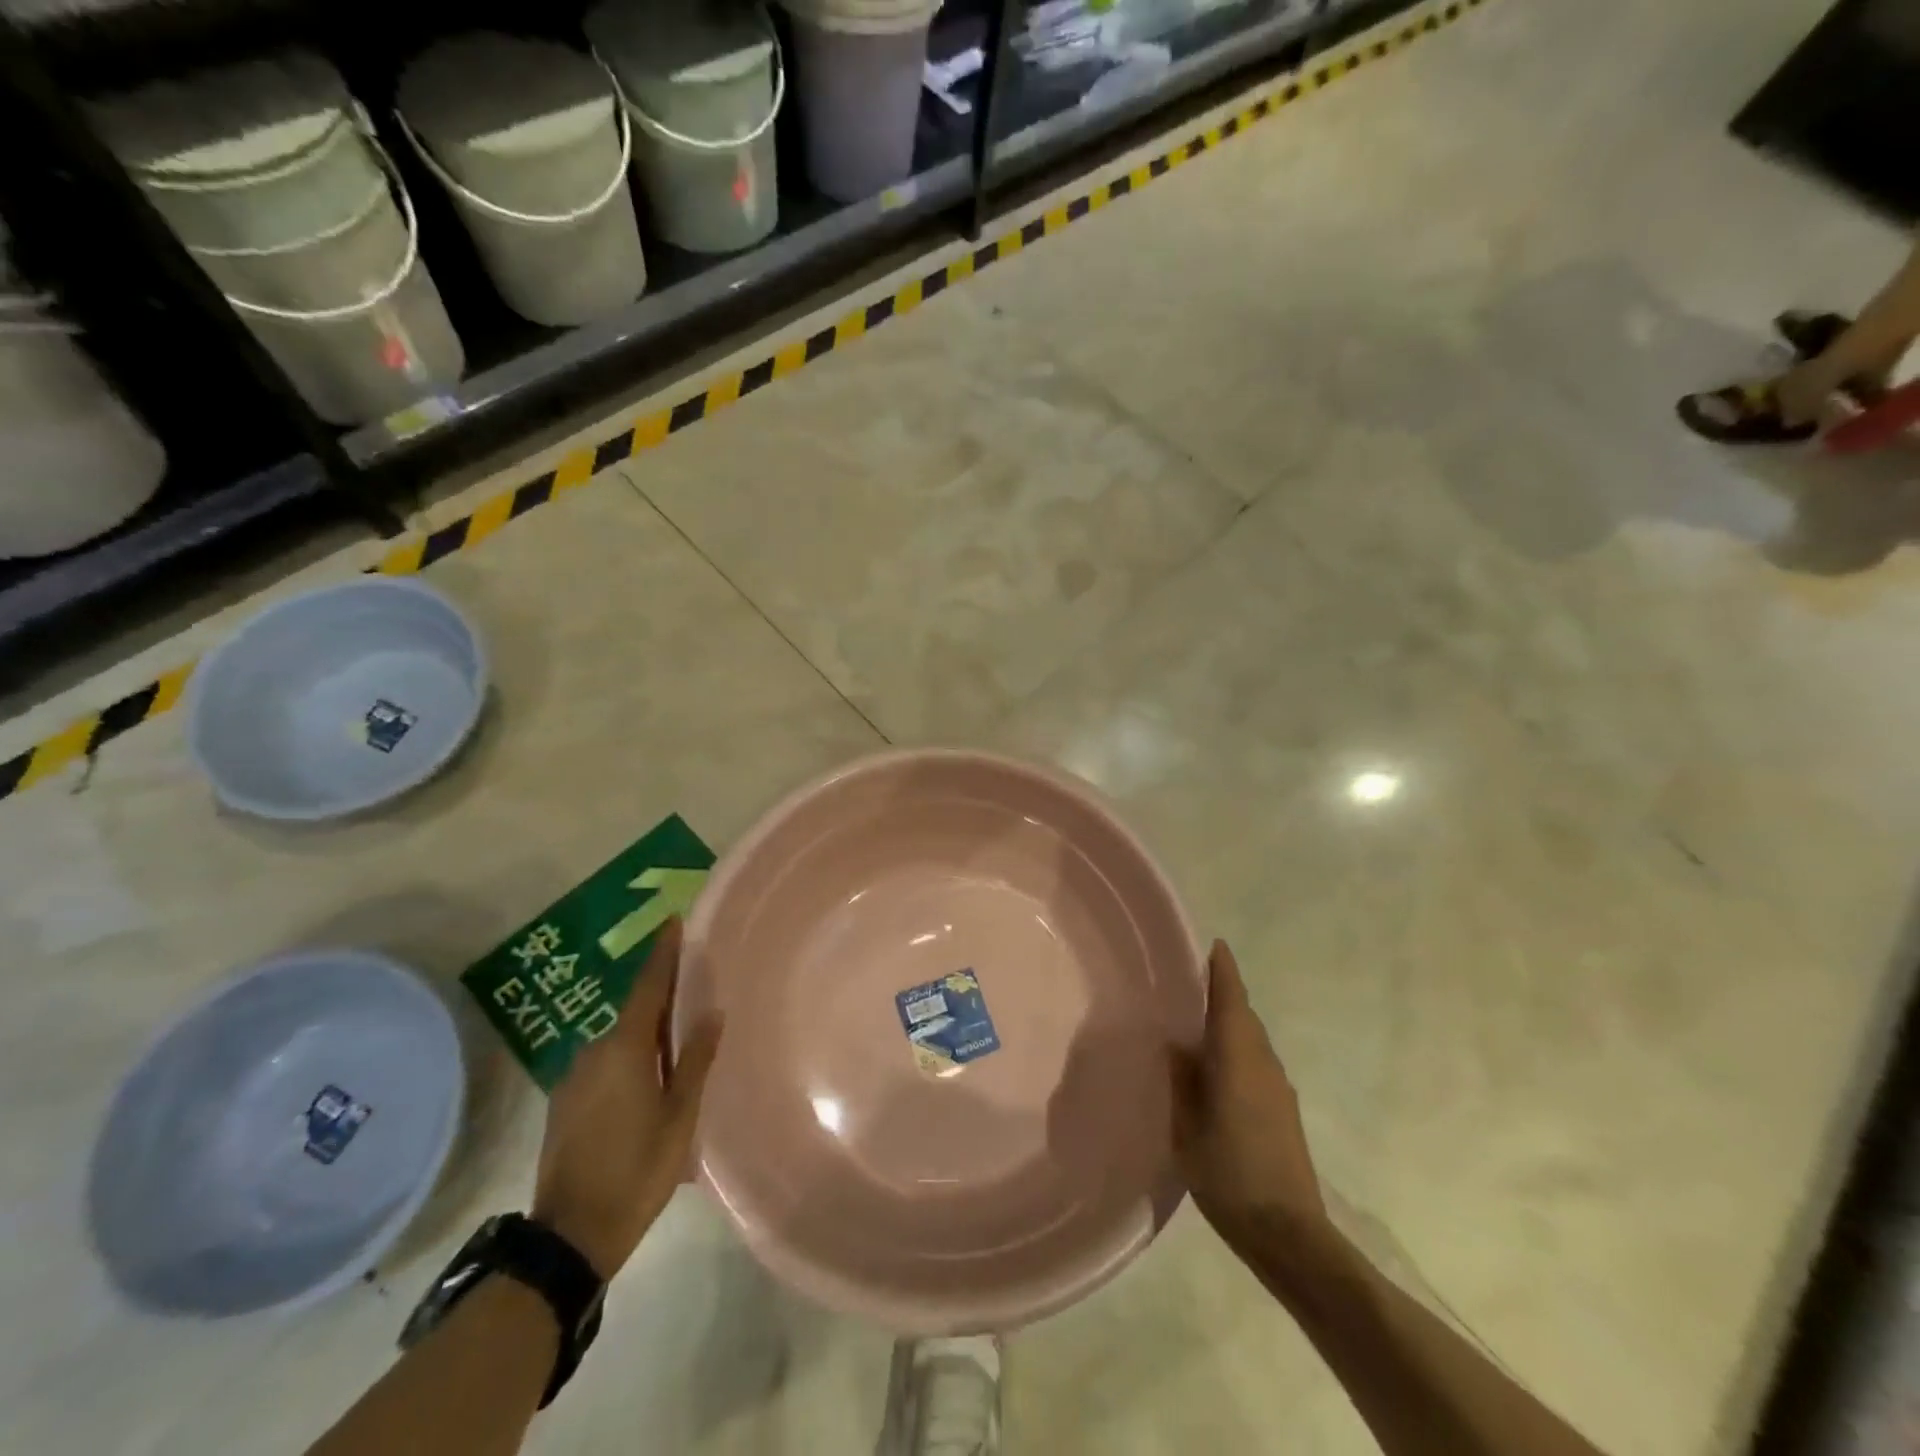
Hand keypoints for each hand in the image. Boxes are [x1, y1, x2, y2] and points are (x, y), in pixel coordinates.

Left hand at [531, 919, 722, 1279]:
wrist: (569, 1236)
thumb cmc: (637, 1170)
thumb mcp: (680, 1116)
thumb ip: (696, 1060)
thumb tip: (712, 1013)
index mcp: (625, 1049)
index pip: (648, 986)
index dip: (662, 953)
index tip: (673, 921)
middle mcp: (593, 1052)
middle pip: (635, 1013)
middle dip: (662, 1002)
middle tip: (694, 1000)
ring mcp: (573, 1078)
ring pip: (619, 1043)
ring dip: (646, 1039)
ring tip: (676, 1053)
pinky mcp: (564, 1103)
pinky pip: (604, 1065)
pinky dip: (628, 1062)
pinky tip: (646, 1086)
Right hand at [1171, 939, 1324, 1237]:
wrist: (1289, 1235)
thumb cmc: (1229, 1176)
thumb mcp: (1187, 1129)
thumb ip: (1181, 1082)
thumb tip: (1176, 1043)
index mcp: (1237, 1059)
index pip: (1231, 1000)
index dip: (1223, 971)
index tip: (1215, 945)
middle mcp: (1263, 1063)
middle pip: (1244, 1015)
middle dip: (1223, 993)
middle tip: (1190, 982)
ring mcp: (1278, 1087)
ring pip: (1252, 1039)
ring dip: (1230, 1022)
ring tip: (1197, 1024)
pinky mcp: (1284, 1110)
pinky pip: (1256, 1062)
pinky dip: (1237, 1049)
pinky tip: (1216, 1070)